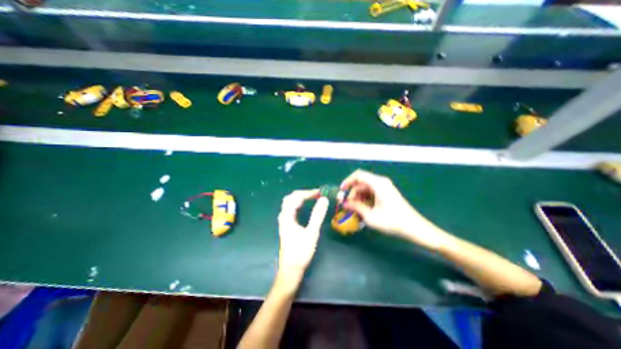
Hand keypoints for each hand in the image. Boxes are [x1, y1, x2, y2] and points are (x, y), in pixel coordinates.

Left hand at [276, 190, 328, 275]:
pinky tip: (303, 208)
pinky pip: (290, 209)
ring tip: (311, 198)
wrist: (291, 269)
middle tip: (316, 194)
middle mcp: (283, 216)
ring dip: (300, 198)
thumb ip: (317, 215)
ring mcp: (284, 221)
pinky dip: (297, 204)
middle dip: (303, 193)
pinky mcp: (286, 225)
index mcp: (287, 216)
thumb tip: (324, 199)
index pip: (297, 197)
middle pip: (290, 198)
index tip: (320, 193)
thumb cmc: (301, 252)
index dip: (309, 193)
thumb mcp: (312, 232)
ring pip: (289, 203)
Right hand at [342, 171, 449, 248]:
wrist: (414, 227)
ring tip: (355, 210)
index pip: (358, 175)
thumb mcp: (370, 216)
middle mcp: (381, 182)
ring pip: (365, 188)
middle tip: (348, 206)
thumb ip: (355, 207)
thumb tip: (344, 203)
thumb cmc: (392, 221)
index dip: (347, 181)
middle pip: (361, 183)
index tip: (341, 191)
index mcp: (378, 184)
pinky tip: (363, 210)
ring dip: (358, 198)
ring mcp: (384, 187)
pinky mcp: (386, 193)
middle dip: (352, 193)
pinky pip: (371, 193)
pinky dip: (365, 199)